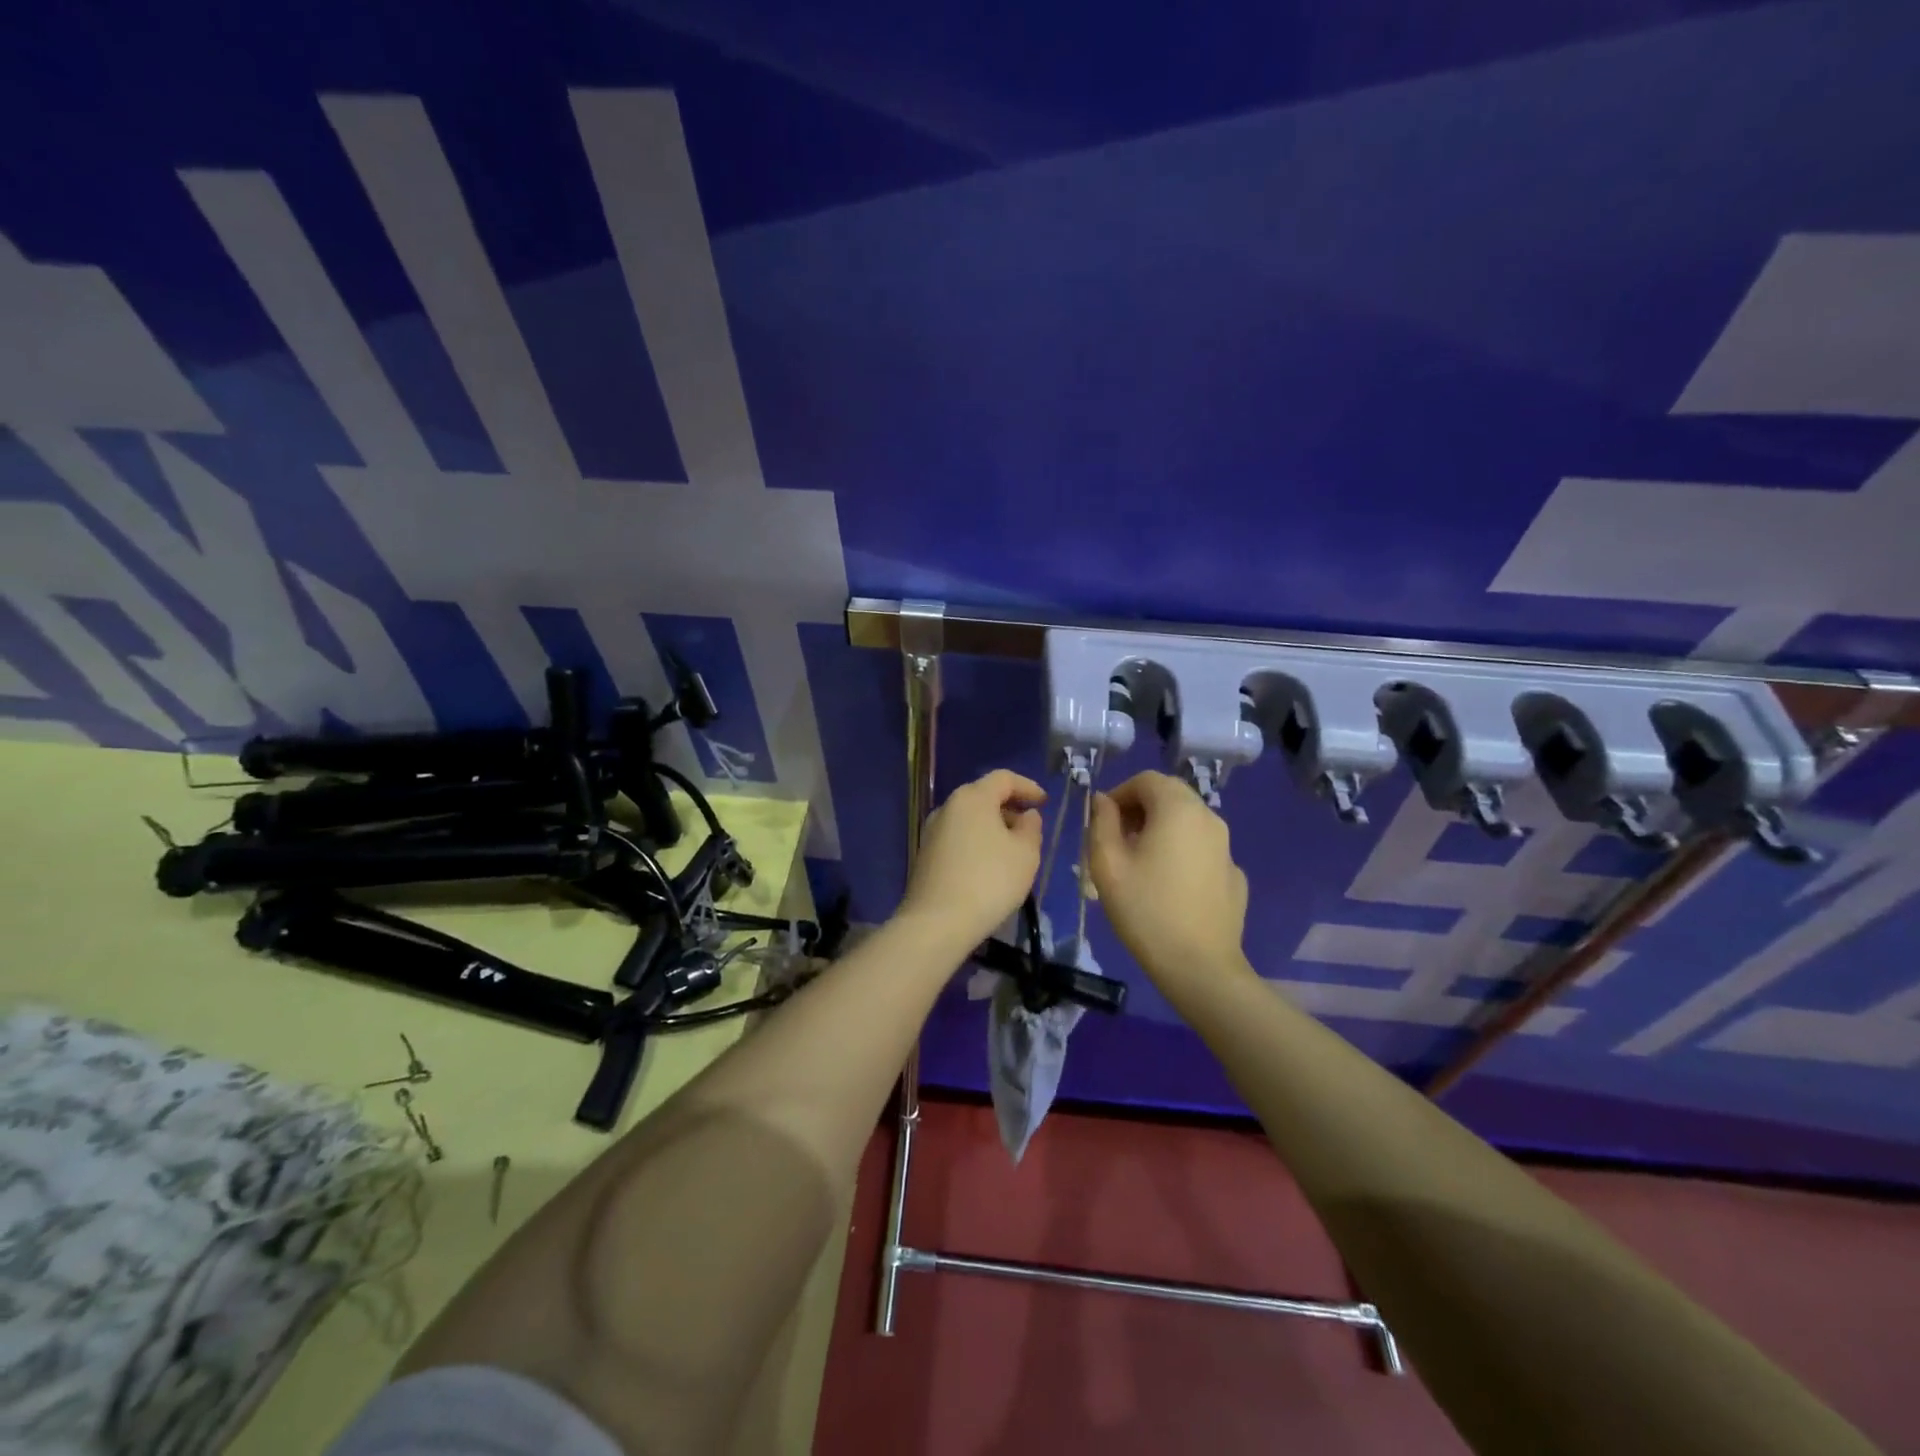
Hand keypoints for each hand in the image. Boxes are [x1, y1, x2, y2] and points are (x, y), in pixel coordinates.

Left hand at [897, 769, 1047, 952]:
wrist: (937, 922)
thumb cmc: (989, 881)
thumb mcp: (1025, 854)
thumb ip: (1031, 828)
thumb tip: (1026, 816)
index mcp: (972, 798)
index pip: (1003, 778)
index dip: (1027, 786)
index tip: (1044, 802)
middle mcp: (948, 807)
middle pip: (983, 796)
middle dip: (1010, 807)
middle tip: (1030, 828)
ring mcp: (932, 831)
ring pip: (970, 818)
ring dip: (993, 827)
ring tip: (1013, 850)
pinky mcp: (926, 855)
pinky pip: (959, 837)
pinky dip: (977, 842)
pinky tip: (990, 866)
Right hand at [1087, 771, 1248, 988]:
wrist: (1200, 967)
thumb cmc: (1145, 910)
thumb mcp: (1107, 864)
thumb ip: (1101, 823)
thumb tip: (1103, 801)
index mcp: (1178, 809)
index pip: (1147, 779)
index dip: (1119, 793)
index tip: (1102, 822)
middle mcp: (1209, 818)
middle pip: (1171, 796)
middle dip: (1140, 808)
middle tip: (1117, 840)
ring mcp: (1226, 848)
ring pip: (1188, 822)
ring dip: (1160, 829)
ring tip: (1139, 863)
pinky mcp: (1234, 875)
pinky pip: (1201, 849)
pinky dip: (1181, 853)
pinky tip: (1168, 886)